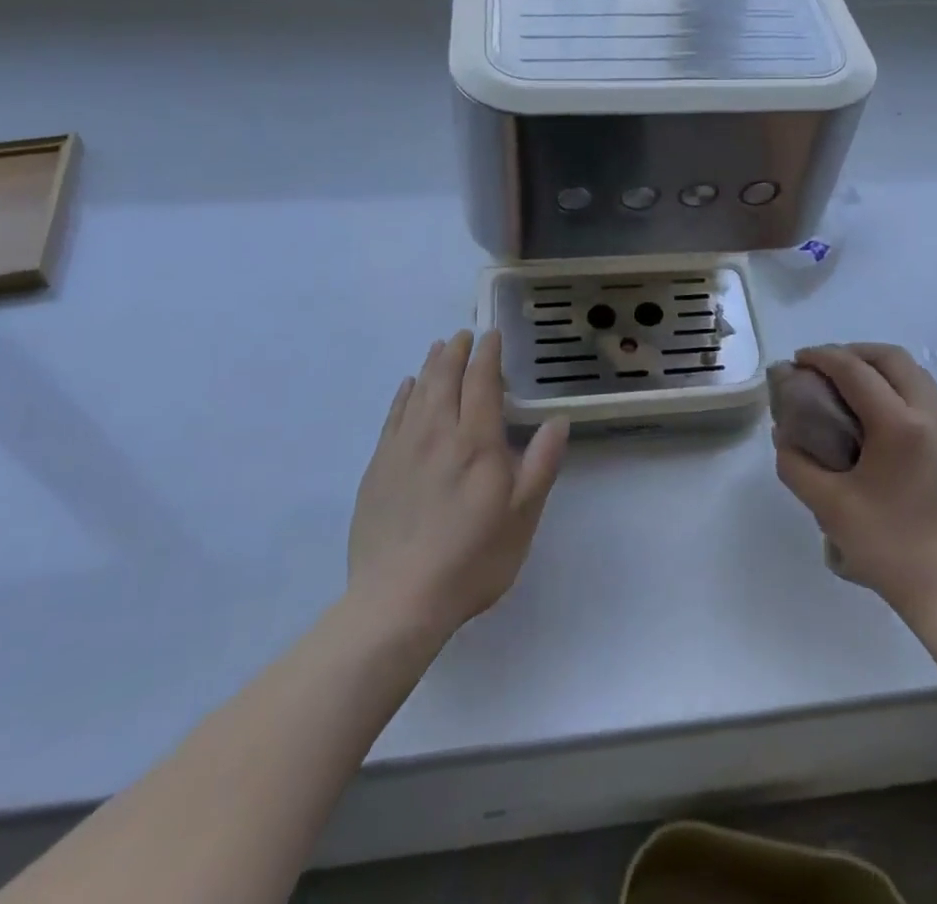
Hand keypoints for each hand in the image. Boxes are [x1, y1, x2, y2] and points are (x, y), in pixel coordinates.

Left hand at [349, 330, 567, 643]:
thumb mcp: (522, 516)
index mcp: (475, 441)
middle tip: (465, 335)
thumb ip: (541, 463)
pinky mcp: (378, 469)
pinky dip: (403, 395)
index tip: (493, 335)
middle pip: (445, 378)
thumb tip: (559, 420)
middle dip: (457, 352)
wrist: (399, 601)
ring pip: (418, 392)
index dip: (488, 354)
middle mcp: (437, 433)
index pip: (481, 382)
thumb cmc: (472, 559)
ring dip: (431, 365)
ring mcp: (402, 449)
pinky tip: (408, 387)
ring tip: (439, 348)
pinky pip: (392, 417)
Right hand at [773, 343, 936, 627]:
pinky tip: (880, 418)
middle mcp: (932, 416)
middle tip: (824, 368)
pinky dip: (899, 389)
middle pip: (892, 358)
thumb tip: (785, 437)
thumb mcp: (829, 507)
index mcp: (900, 425)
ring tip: (850, 387)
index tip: (798, 360)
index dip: (823, 358)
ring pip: (916, 375)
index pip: (856, 371)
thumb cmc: (890, 548)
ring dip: (879, 368)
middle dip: (854, 352)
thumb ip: (797, 465)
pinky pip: (928, 398)